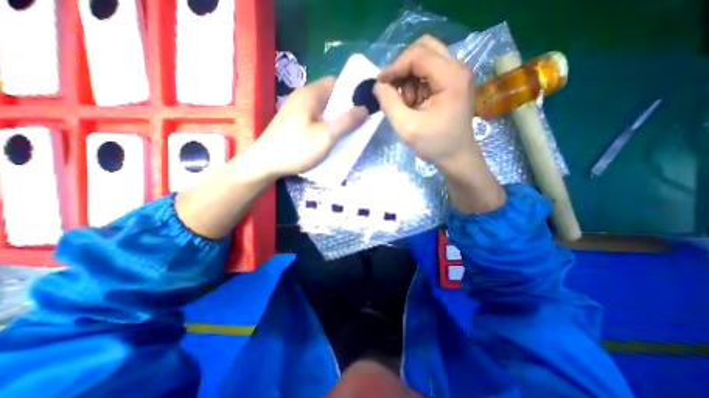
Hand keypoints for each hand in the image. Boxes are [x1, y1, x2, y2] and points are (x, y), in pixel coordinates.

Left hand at [249, 76, 367, 178]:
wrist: (265, 164)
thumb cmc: (297, 148)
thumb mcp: (326, 136)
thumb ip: (346, 121)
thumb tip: (364, 109)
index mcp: (311, 94)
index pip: (337, 82)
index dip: (352, 92)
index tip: (364, 106)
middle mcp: (303, 97)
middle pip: (331, 97)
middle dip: (346, 109)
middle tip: (357, 124)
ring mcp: (297, 110)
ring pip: (323, 110)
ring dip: (336, 120)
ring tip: (346, 134)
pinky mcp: (294, 123)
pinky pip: (316, 119)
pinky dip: (326, 126)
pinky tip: (329, 139)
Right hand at [371, 34, 475, 170]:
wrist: (457, 157)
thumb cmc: (435, 144)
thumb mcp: (407, 127)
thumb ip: (389, 103)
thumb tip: (378, 85)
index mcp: (451, 77)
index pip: (418, 55)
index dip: (395, 67)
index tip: (380, 84)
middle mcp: (458, 68)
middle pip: (424, 49)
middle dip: (402, 68)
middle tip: (392, 89)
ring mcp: (457, 74)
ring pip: (425, 60)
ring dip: (409, 79)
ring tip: (407, 104)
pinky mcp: (454, 83)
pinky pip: (429, 72)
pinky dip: (416, 85)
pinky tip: (415, 104)